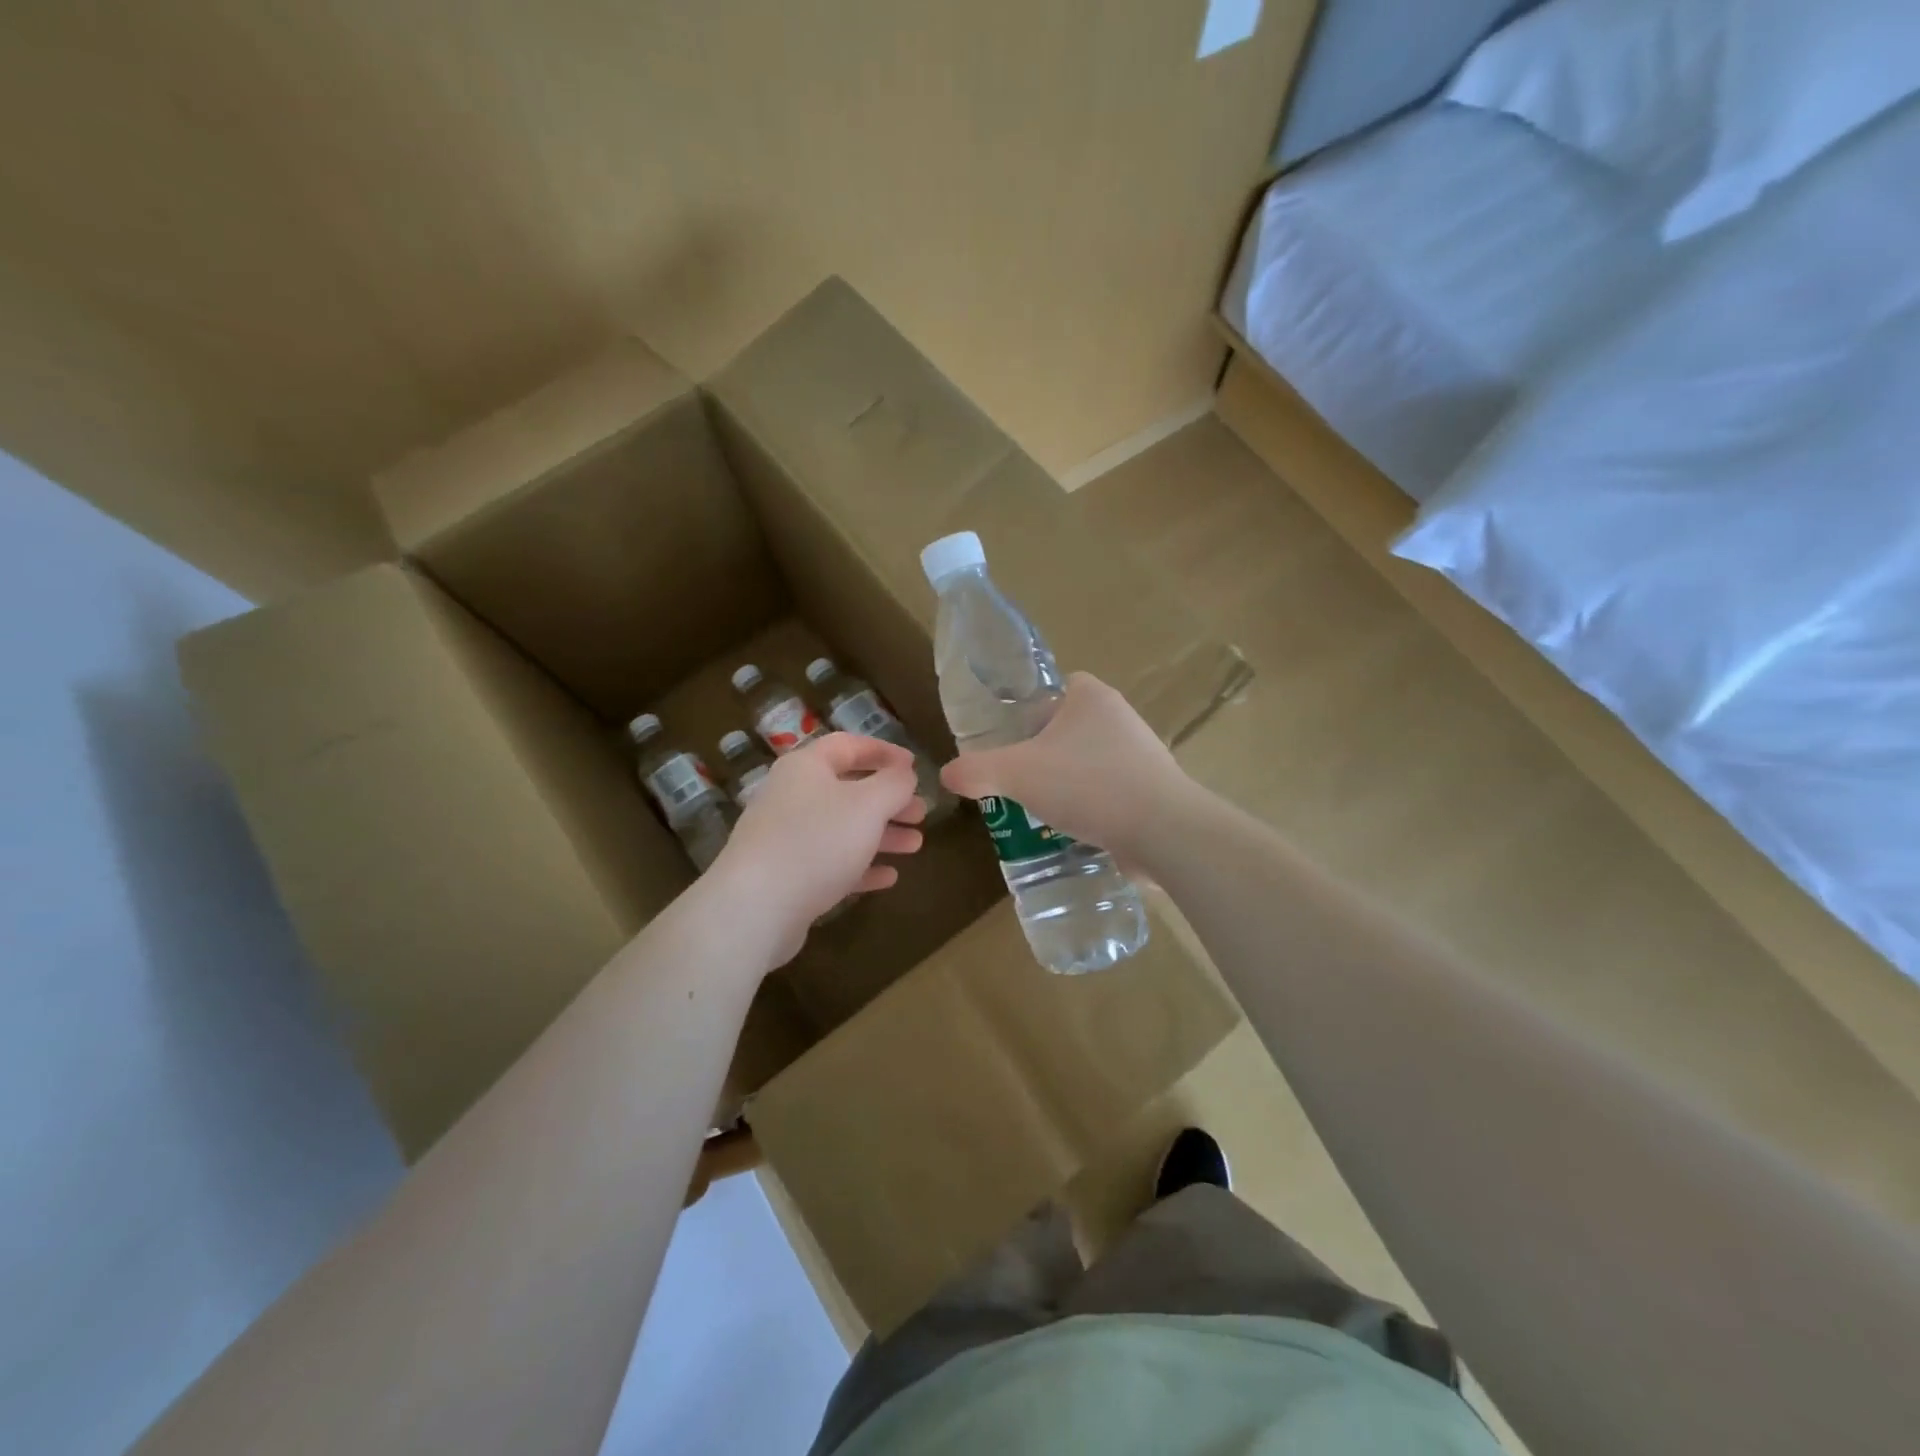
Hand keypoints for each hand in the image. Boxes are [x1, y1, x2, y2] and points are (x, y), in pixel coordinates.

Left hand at [711, 733, 925, 965]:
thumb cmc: (817, 841)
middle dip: (888, 801)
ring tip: (915, 846)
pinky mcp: (786, 876)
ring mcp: (786, 838)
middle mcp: (792, 796)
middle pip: (848, 790)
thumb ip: (894, 784)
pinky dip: (860, 866)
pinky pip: (830, 863)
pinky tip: (888, 877)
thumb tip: (905, 773)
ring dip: (881, 835)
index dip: (884, 752)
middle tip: (921, 813)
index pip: (848, 745)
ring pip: (842, 829)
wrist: (756, 907)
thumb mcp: (868, 805)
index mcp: (806, 767)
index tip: (915, 766)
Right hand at [939, 673, 1188, 864]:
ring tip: (1041, 808)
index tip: (1011, 741)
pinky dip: (1092, 805)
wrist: (1162, 831)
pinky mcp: (1153, 789)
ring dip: (1067, 781)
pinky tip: (1075, 829)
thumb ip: (975, 771)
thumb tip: (947, 774)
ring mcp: (1142, 754)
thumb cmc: (1087, 785)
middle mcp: (1120, 717)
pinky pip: (1110, 790)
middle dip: (1044, 752)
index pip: (1056, 689)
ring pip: (1089, 761)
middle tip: (1018, 779)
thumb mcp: (1016, 774)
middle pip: (1070, 728)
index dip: (1029, 712)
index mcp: (1091, 696)